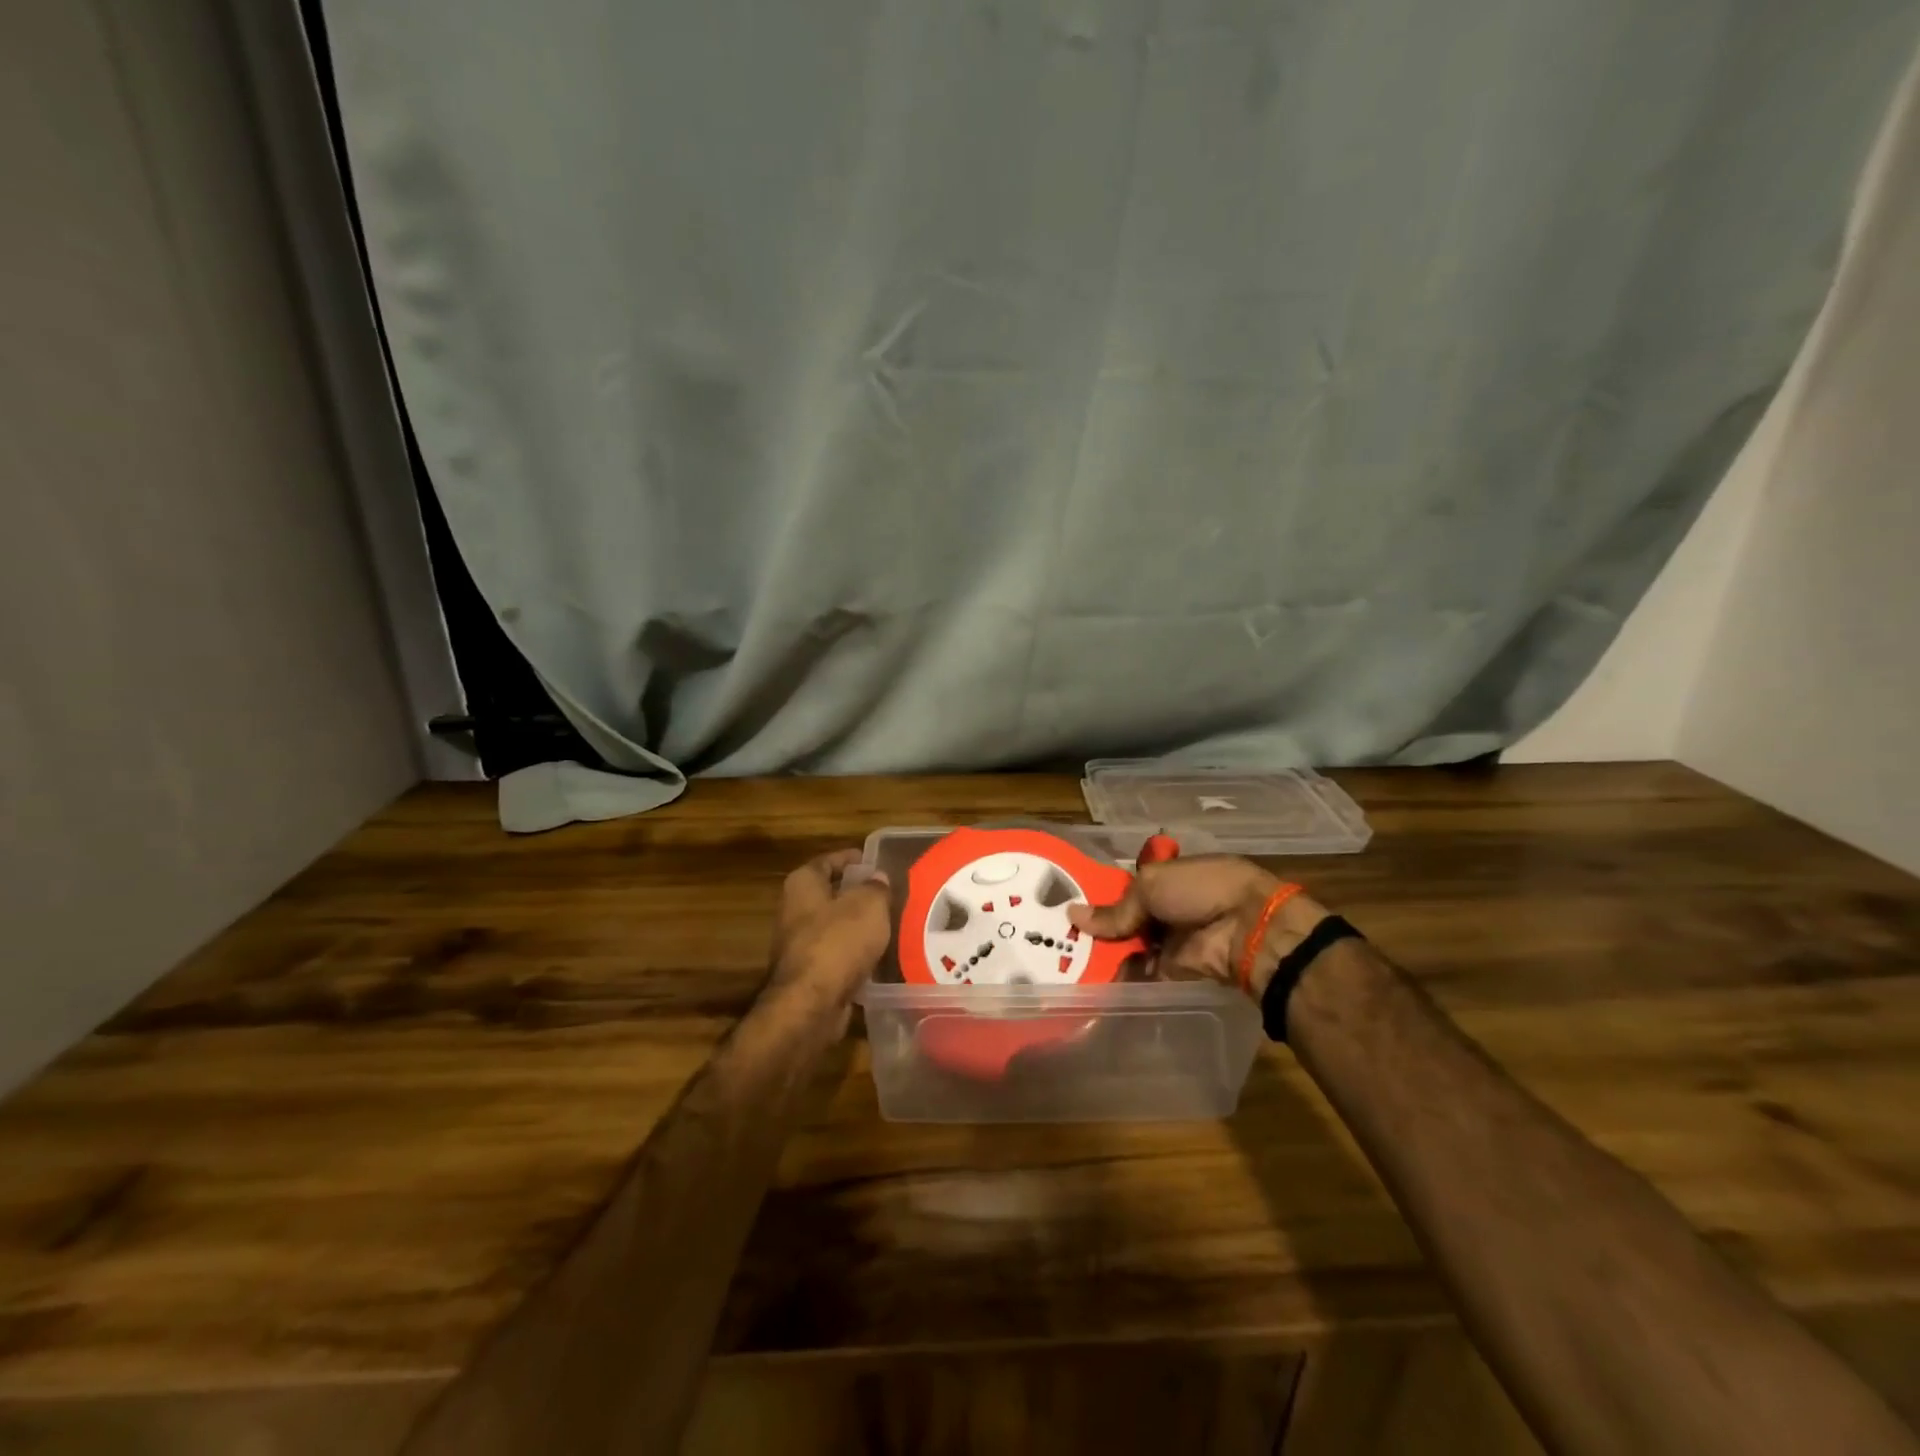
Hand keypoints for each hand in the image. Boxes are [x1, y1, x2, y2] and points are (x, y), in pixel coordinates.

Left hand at [765, 849, 893, 1026]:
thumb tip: (877, 878)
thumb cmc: (838, 941)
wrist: (811, 1004)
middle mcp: (794, 910)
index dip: (852, 859)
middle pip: (830, 894)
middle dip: (858, 894)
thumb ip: (876, 887)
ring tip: (891, 925)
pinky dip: (855, 954)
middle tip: (890, 895)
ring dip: (858, 926)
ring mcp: (798, 944)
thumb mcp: (869, 905)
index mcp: (803, 884)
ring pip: (835, 927)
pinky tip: (880, 957)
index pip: (828, 861)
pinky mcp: (808, 974)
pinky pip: (837, 955)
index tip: (876, 862)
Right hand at [1068, 854, 1328, 996]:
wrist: (1248, 929)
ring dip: (1105, 952)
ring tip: (1065, 958)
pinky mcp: (1174, 970)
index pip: (1127, 885)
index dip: (1101, 894)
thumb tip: (1073, 915)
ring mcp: (1171, 939)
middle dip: (1098, 926)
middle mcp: (1169, 906)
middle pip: (1126, 917)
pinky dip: (1119, 977)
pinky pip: (1140, 972)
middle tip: (1060, 935)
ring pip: (1130, 945)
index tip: (1068, 903)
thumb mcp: (1150, 886)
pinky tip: (1087, 980)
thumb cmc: (1200, 890)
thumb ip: (1114, 908)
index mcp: (1167, 876)